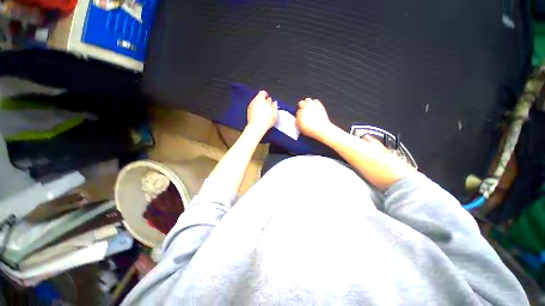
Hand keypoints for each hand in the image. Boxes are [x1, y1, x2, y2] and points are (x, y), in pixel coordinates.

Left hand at [247, 90, 277, 133]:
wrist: (256, 127)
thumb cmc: (266, 121)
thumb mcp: (274, 113)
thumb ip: (275, 106)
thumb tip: (274, 103)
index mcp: (261, 99)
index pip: (263, 92)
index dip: (266, 96)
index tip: (269, 100)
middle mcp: (254, 101)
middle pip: (258, 97)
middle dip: (263, 101)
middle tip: (268, 106)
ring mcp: (251, 106)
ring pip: (256, 103)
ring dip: (259, 105)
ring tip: (264, 112)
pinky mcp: (248, 112)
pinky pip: (253, 108)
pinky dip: (256, 110)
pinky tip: (260, 115)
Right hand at [296, 98, 332, 140]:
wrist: (321, 129)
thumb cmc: (311, 130)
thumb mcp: (301, 129)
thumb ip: (298, 122)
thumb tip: (297, 119)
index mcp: (299, 115)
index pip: (297, 111)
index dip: (299, 114)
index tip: (301, 116)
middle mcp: (304, 109)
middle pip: (301, 103)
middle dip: (302, 106)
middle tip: (304, 109)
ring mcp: (311, 106)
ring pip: (307, 100)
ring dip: (308, 103)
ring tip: (309, 107)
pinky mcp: (318, 105)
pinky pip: (315, 101)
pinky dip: (315, 103)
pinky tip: (315, 107)